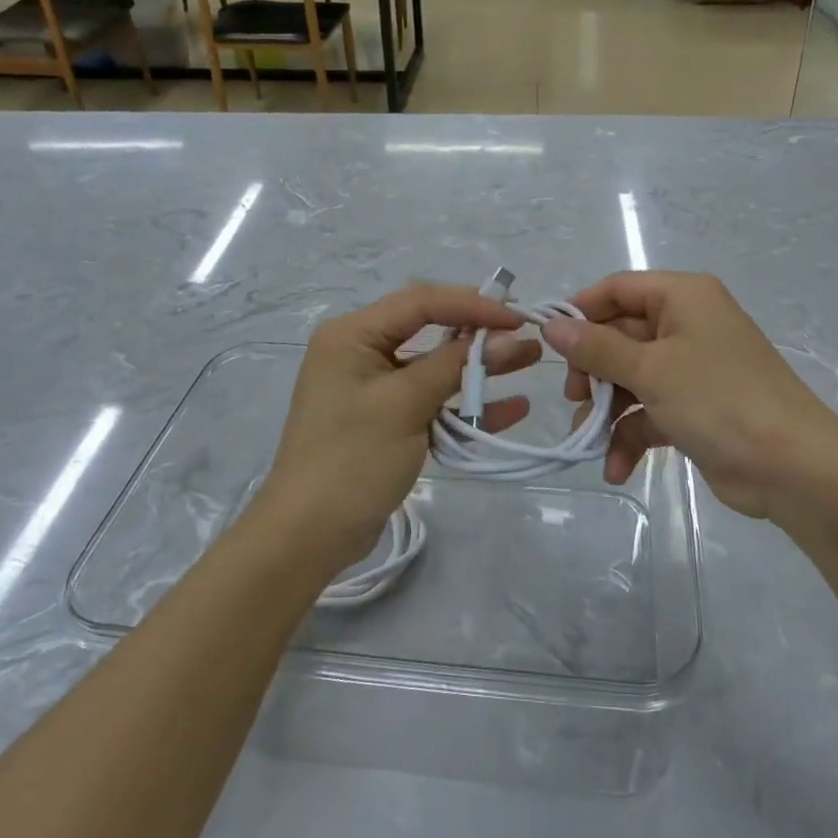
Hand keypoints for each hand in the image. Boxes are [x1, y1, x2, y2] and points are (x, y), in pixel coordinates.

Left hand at [252, 284, 538, 570]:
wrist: (308, 535)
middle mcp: (360, 351)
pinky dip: (464, 405)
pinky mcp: (386, 420)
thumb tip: (508, 338)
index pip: (421, 302)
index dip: (473, 304)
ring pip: (434, 366)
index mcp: (353, 335)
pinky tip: (510, 409)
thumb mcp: (406, 404)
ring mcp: (373, 387)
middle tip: (526, 333)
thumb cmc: (352, 458)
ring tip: (528, 361)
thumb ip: (456, 365)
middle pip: (429, 328)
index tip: (518, 316)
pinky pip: (430, 400)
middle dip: (479, 332)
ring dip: (478, 367)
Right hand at [542, 271, 837, 521]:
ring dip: (607, 412)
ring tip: (589, 443)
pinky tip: (616, 467)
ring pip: (630, 379)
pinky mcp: (694, 409)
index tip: (548, 342)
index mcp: (683, 297)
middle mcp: (687, 325)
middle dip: (592, 372)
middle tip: (574, 398)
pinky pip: (649, 412)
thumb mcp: (652, 370)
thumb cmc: (719, 400)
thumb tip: (552, 326)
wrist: (794, 468)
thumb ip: (597, 348)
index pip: (618, 289)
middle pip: (620, 336)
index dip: (581, 312)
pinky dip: (631, 436)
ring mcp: (691, 369)